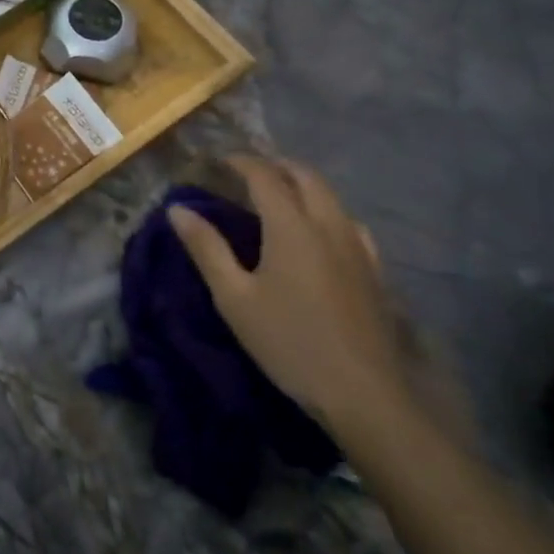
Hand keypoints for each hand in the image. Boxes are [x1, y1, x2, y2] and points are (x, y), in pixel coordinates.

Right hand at [168, 156, 405, 428]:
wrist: (364, 393)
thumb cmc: (289, 342)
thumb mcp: (234, 298)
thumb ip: (206, 249)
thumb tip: (177, 210)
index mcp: (291, 226)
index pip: (265, 176)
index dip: (242, 162)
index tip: (221, 160)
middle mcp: (328, 225)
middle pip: (306, 177)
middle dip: (277, 165)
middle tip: (250, 169)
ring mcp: (357, 247)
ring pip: (332, 197)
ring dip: (304, 184)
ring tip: (282, 194)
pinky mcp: (375, 270)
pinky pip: (351, 223)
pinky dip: (329, 211)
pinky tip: (323, 231)